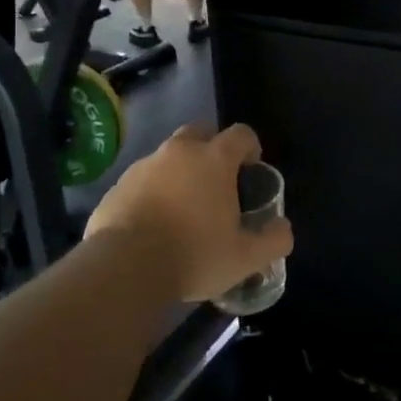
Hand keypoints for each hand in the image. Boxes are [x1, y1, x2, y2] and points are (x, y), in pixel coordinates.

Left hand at [85, 123, 292, 304]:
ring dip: (179, 172)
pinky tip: (154, 223)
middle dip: (211, 148)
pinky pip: (142, 180)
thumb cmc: (194, 255)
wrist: (124, 268)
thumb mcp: (246, 258)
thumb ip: (273, 239)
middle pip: (200, 132)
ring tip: (183, 208)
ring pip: (168, 157)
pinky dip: (152, 192)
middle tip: (217, 182)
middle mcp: (178, 152)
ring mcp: (144, 166)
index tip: (251, 169)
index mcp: (214, 159)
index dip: (250, 147)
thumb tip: (283, 227)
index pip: (240, 134)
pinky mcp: (117, 185)